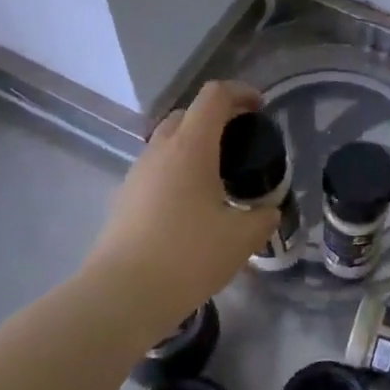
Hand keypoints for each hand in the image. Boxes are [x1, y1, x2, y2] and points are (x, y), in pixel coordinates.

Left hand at [85, 80, 279, 340]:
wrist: (120, 297)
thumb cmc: (187, 256)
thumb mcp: (241, 238)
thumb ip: (262, 217)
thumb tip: (269, 211)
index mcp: (191, 146)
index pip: (215, 95)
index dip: (241, 93)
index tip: (260, 109)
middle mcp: (161, 149)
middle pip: (188, 113)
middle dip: (218, 117)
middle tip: (242, 142)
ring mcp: (138, 173)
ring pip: (169, 140)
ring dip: (195, 144)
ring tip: (219, 175)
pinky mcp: (125, 198)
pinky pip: (157, 167)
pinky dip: (178, 169)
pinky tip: (193, 204)